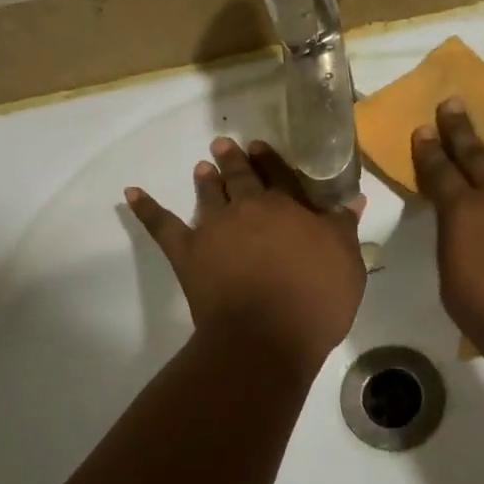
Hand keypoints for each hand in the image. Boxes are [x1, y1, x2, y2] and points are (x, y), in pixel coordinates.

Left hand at [126, 138, 365, 371]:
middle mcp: (249, 209)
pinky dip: (146, 208)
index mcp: (288, 208)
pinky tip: (131, 193)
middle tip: (224, 145)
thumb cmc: (314, 302)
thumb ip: (343, 229)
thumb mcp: (346, 264)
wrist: (265, 338)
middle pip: (242, 178)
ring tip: (201, 166)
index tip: (261, 147)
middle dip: (235, 160)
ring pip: (208, 194)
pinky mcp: (188, 253)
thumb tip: (352, 200)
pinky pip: (162, 226)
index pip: (281, 176)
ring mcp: (215, 229)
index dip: (271, 161)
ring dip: (205, 179)